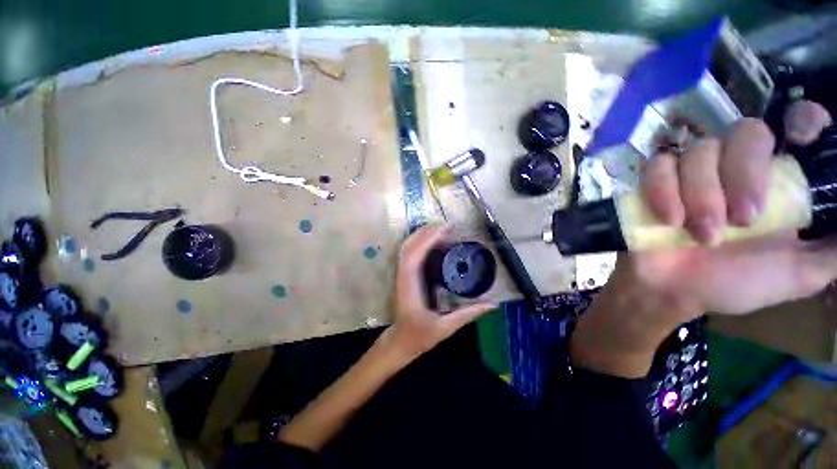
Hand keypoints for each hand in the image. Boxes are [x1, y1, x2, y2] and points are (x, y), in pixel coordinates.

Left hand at [380, 225, 496, 359]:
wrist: (400, 341)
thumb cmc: (420, 336)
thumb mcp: (445, 327)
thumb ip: (468, 314)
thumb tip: (492, 305)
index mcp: (410, 288)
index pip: (415, 257)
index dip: (427, 241)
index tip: (444, 231)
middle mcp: (403, 277)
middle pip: (409, 247)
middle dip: (425, 233)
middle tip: (447, 226)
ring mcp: (401, 275)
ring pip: (406, 248)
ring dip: (421, 235)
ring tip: (440, 229)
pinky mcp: (404, 275)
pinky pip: (408, 253)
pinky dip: (418, 243)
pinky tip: (431, 240)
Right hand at [572, 101, 832, 376]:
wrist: (668, 286)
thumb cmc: (729, 285)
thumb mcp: (794, 273)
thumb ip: (831, 250)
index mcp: (775, 184)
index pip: (794, 129)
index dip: (803, 118)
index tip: (807, 126)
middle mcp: (735, 168)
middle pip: (745, 133)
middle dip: (746, 170)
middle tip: (737, 219)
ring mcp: (691, 172)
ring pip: (698, 149)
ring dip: (700, 190)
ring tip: (699, 230)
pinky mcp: (651, 183)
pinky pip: (660, 167)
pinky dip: (667, 190)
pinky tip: (669, 216)